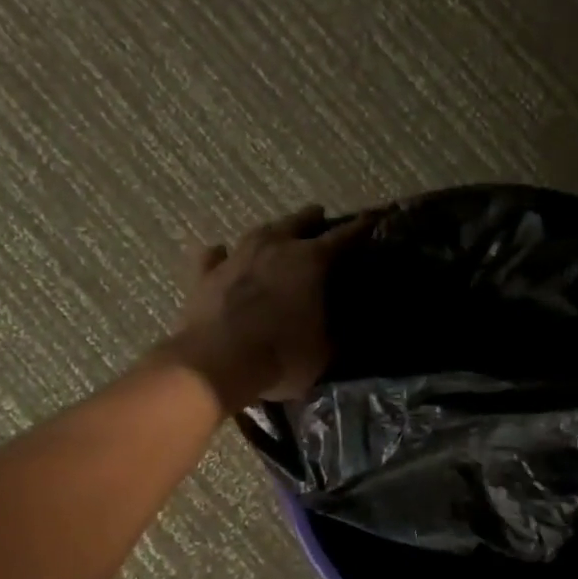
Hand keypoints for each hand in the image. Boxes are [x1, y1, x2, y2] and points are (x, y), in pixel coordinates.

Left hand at [164, 205, 372, 410]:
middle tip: (319, 215)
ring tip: (276, 232)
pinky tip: (220, 253)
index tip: (372, 217)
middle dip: (312, 219)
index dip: (361, 227)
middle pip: (297, 223)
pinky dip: (221, 256)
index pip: (344, 237)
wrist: (217, 362)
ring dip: (270, 232)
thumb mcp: (322, 352)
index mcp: (310, 261)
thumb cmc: (281, 355)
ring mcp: (236, 257)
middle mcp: (274, 247)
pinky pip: (215, 257)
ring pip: (258, 232)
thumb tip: (336, 330)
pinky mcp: (205, 275)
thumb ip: (331, 334)